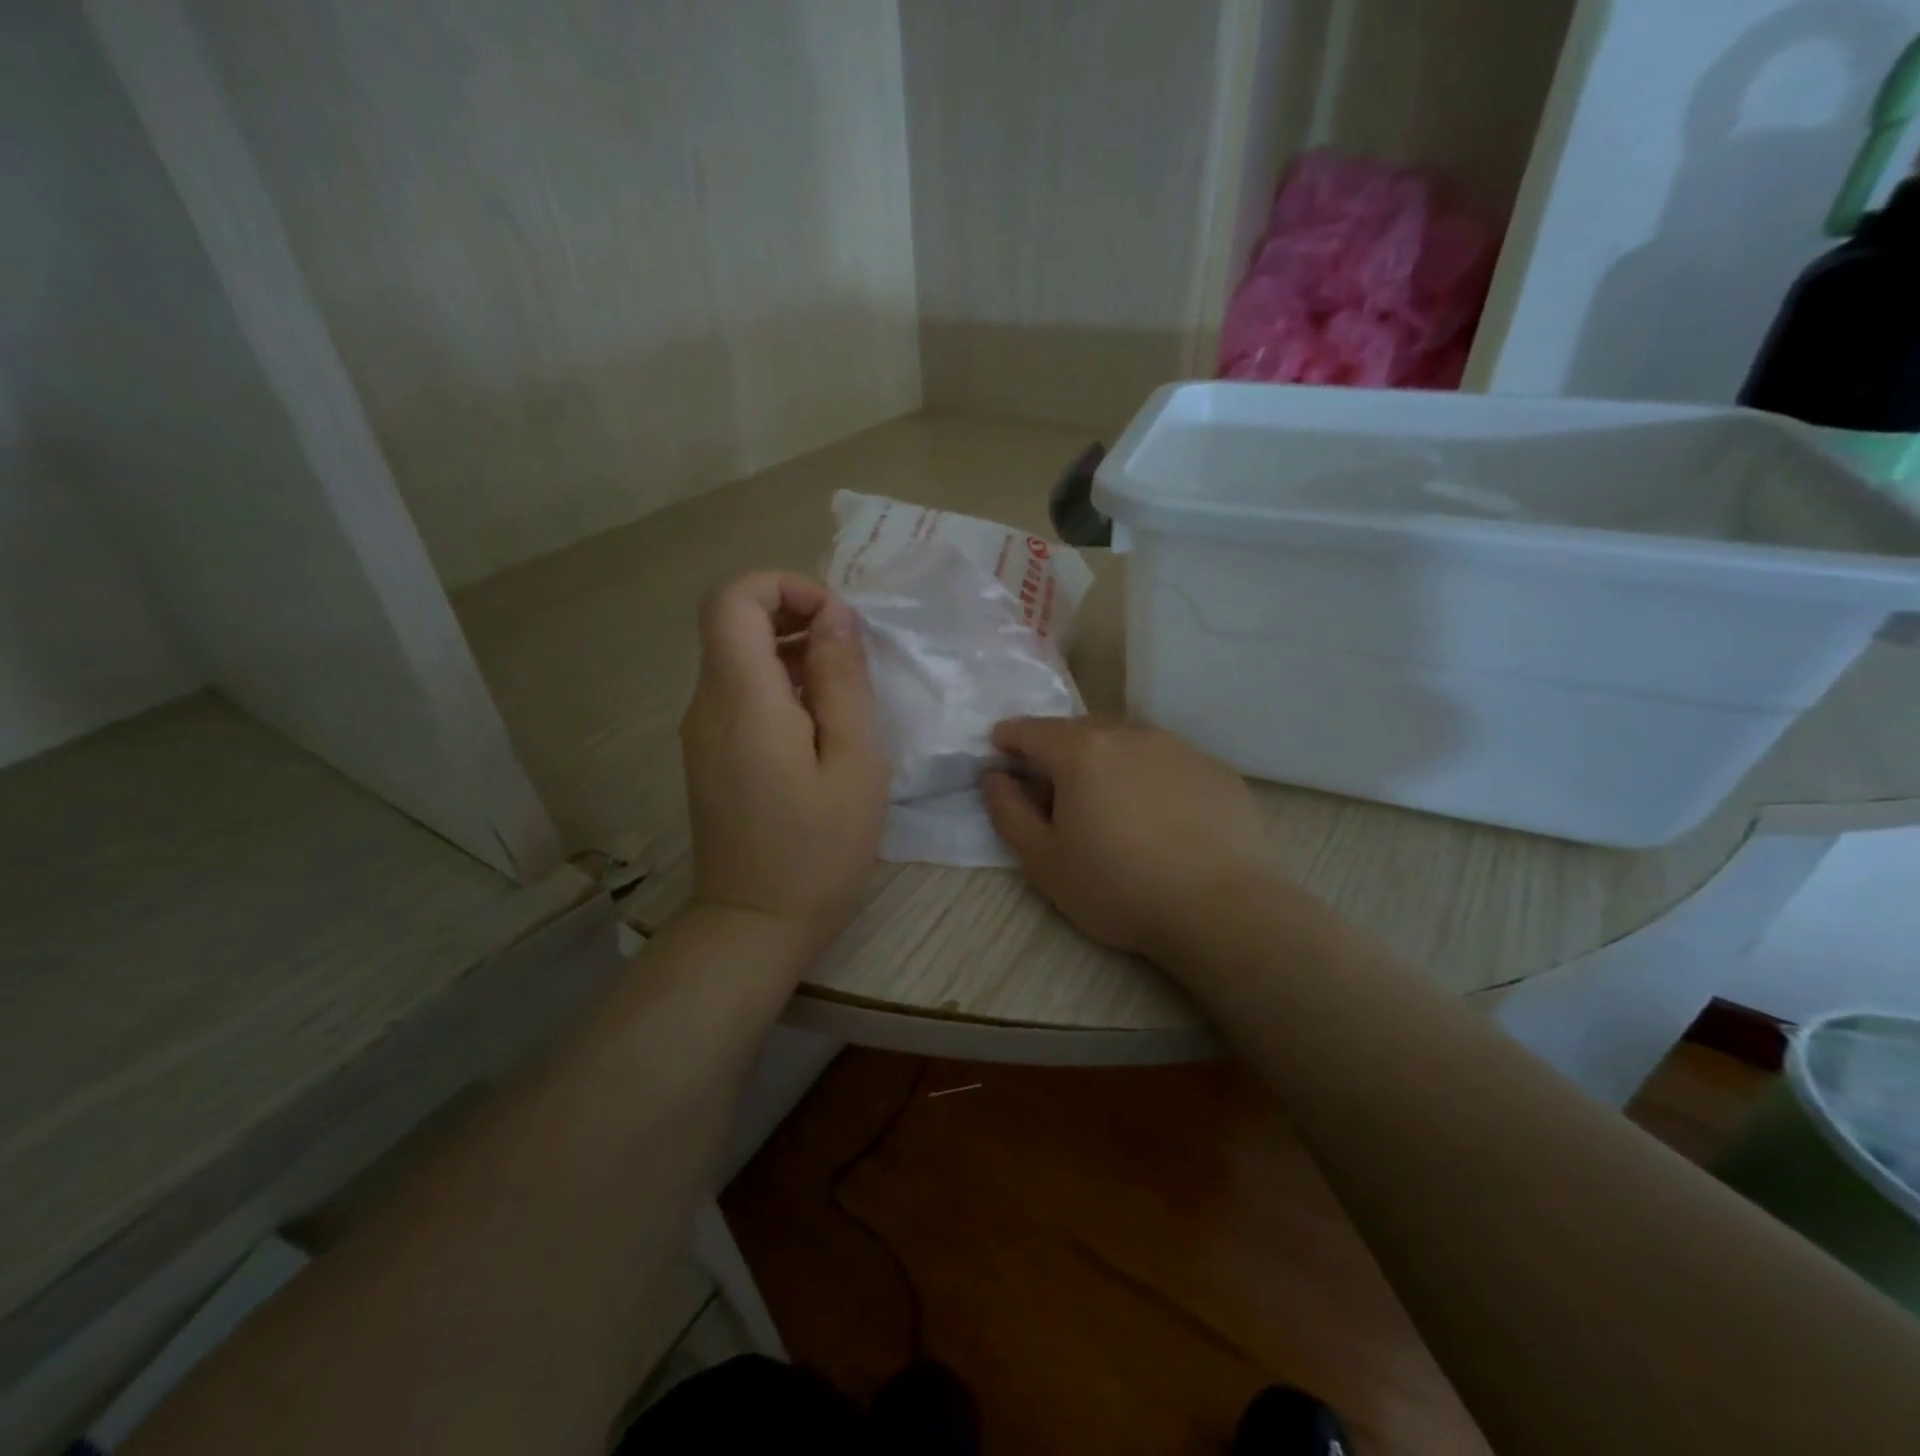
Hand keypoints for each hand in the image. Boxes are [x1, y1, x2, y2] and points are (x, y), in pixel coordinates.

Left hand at [680, 572, 889, 956]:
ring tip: (844, 691)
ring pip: (736, 656)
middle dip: (792, 614)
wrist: (755, 924)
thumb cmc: (818, 849)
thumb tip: (834, 616)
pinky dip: (778, 684)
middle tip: (849, 653)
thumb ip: (842, 680)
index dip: (784, 586)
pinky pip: (738, 693)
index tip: (835, 621)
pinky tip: (818, 725)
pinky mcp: (708, 753)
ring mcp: (701, 731)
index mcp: (743, 699)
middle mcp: (707, 704)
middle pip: (732, 621)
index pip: (733, 598)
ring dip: (789, 651)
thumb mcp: (853, 762)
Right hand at [982, 717, 1280, 962]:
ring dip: (1108, 760)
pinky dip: (1150, 777)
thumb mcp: (1043, 861)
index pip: (1031, 730)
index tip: (1001, 751)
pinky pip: (1167, 762)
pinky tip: (1160, 817)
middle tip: (1055, 786)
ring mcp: (1178, 748)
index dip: (1009, 738)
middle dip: (1058, 749)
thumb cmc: (1118, 888)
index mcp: (1081, 751)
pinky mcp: (1215, 769)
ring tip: (1110, 801)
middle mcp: (1129, 734)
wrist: (1222, 909)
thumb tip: (994, 776)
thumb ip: (1007, 811)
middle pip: (1080, 730)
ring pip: (1127, 742)